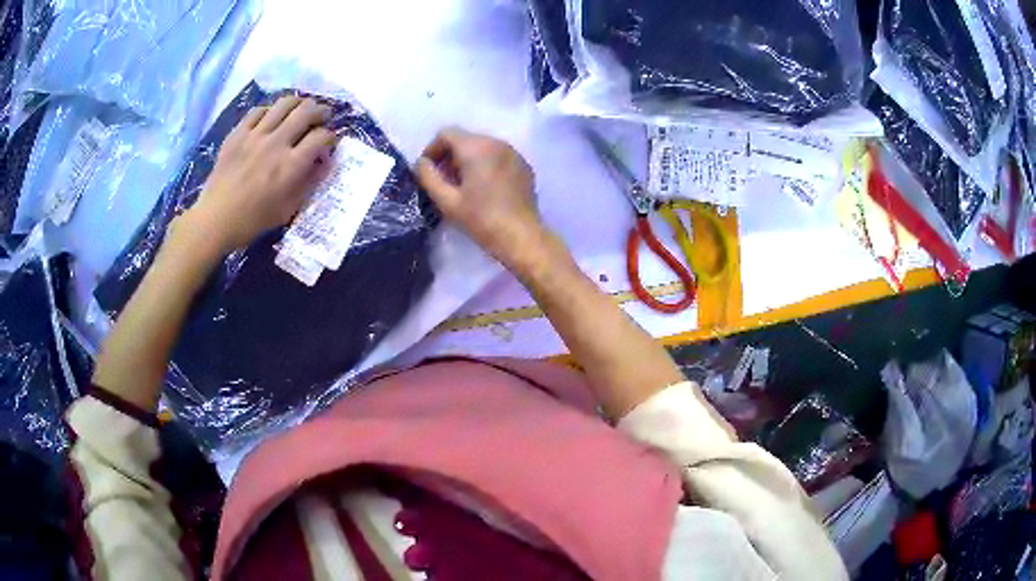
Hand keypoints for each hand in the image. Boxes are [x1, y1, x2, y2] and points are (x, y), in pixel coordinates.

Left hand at [183, 95, 339, 252]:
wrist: (215, 219)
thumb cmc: (253, 220)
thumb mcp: (287, 209)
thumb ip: (308, 183)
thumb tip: (324, 163)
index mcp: (291, 166)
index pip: (321, 137)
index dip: (331, 137)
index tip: (329, 142)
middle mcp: (276, 143)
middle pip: (306, 111)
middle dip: (320, 111)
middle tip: (322, 116)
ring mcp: (255, 135)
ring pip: (284, 103)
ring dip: (298, 103)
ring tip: (300, 109)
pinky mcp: (238, 133)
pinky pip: (258, 110)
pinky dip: (270, 111)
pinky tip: (271, 118)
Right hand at [415, 127, 548, 271]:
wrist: (521, 236)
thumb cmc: (481, 219)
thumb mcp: (447, 201)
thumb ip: (428, 177)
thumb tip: (421, 163)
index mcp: (476, 147)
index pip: (446, 133)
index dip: (432, 149)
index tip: (428, 170)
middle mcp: (496, 142)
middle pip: (465, 138)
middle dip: (450, 155)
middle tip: (444, 180)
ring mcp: (513, 153)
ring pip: (482, 146)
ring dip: (467, 159)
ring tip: (463, 185)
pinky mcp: (523, 165)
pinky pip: (498, 156)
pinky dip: (486, 164)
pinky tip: (484, 188)